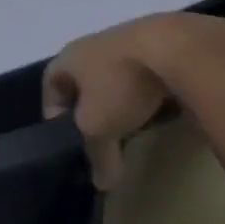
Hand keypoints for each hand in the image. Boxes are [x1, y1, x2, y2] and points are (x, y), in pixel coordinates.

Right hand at [43, 16, 186, 189]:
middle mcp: (91, 44)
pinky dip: (146, 89)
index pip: (49, 83)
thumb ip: (97, 155)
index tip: (68, 137)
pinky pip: (143, 71)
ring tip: (133, 121)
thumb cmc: (120, 83)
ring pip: (114, 73)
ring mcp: (126, 39)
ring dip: (119, 96)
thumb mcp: (100, 127)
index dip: (54, 111)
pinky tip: (161, 107)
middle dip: (89, 105)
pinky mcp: (158, 41)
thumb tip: (102, 184)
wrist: (175, 47)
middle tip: (101, 132)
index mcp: (68, 57)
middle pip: (82, 78)